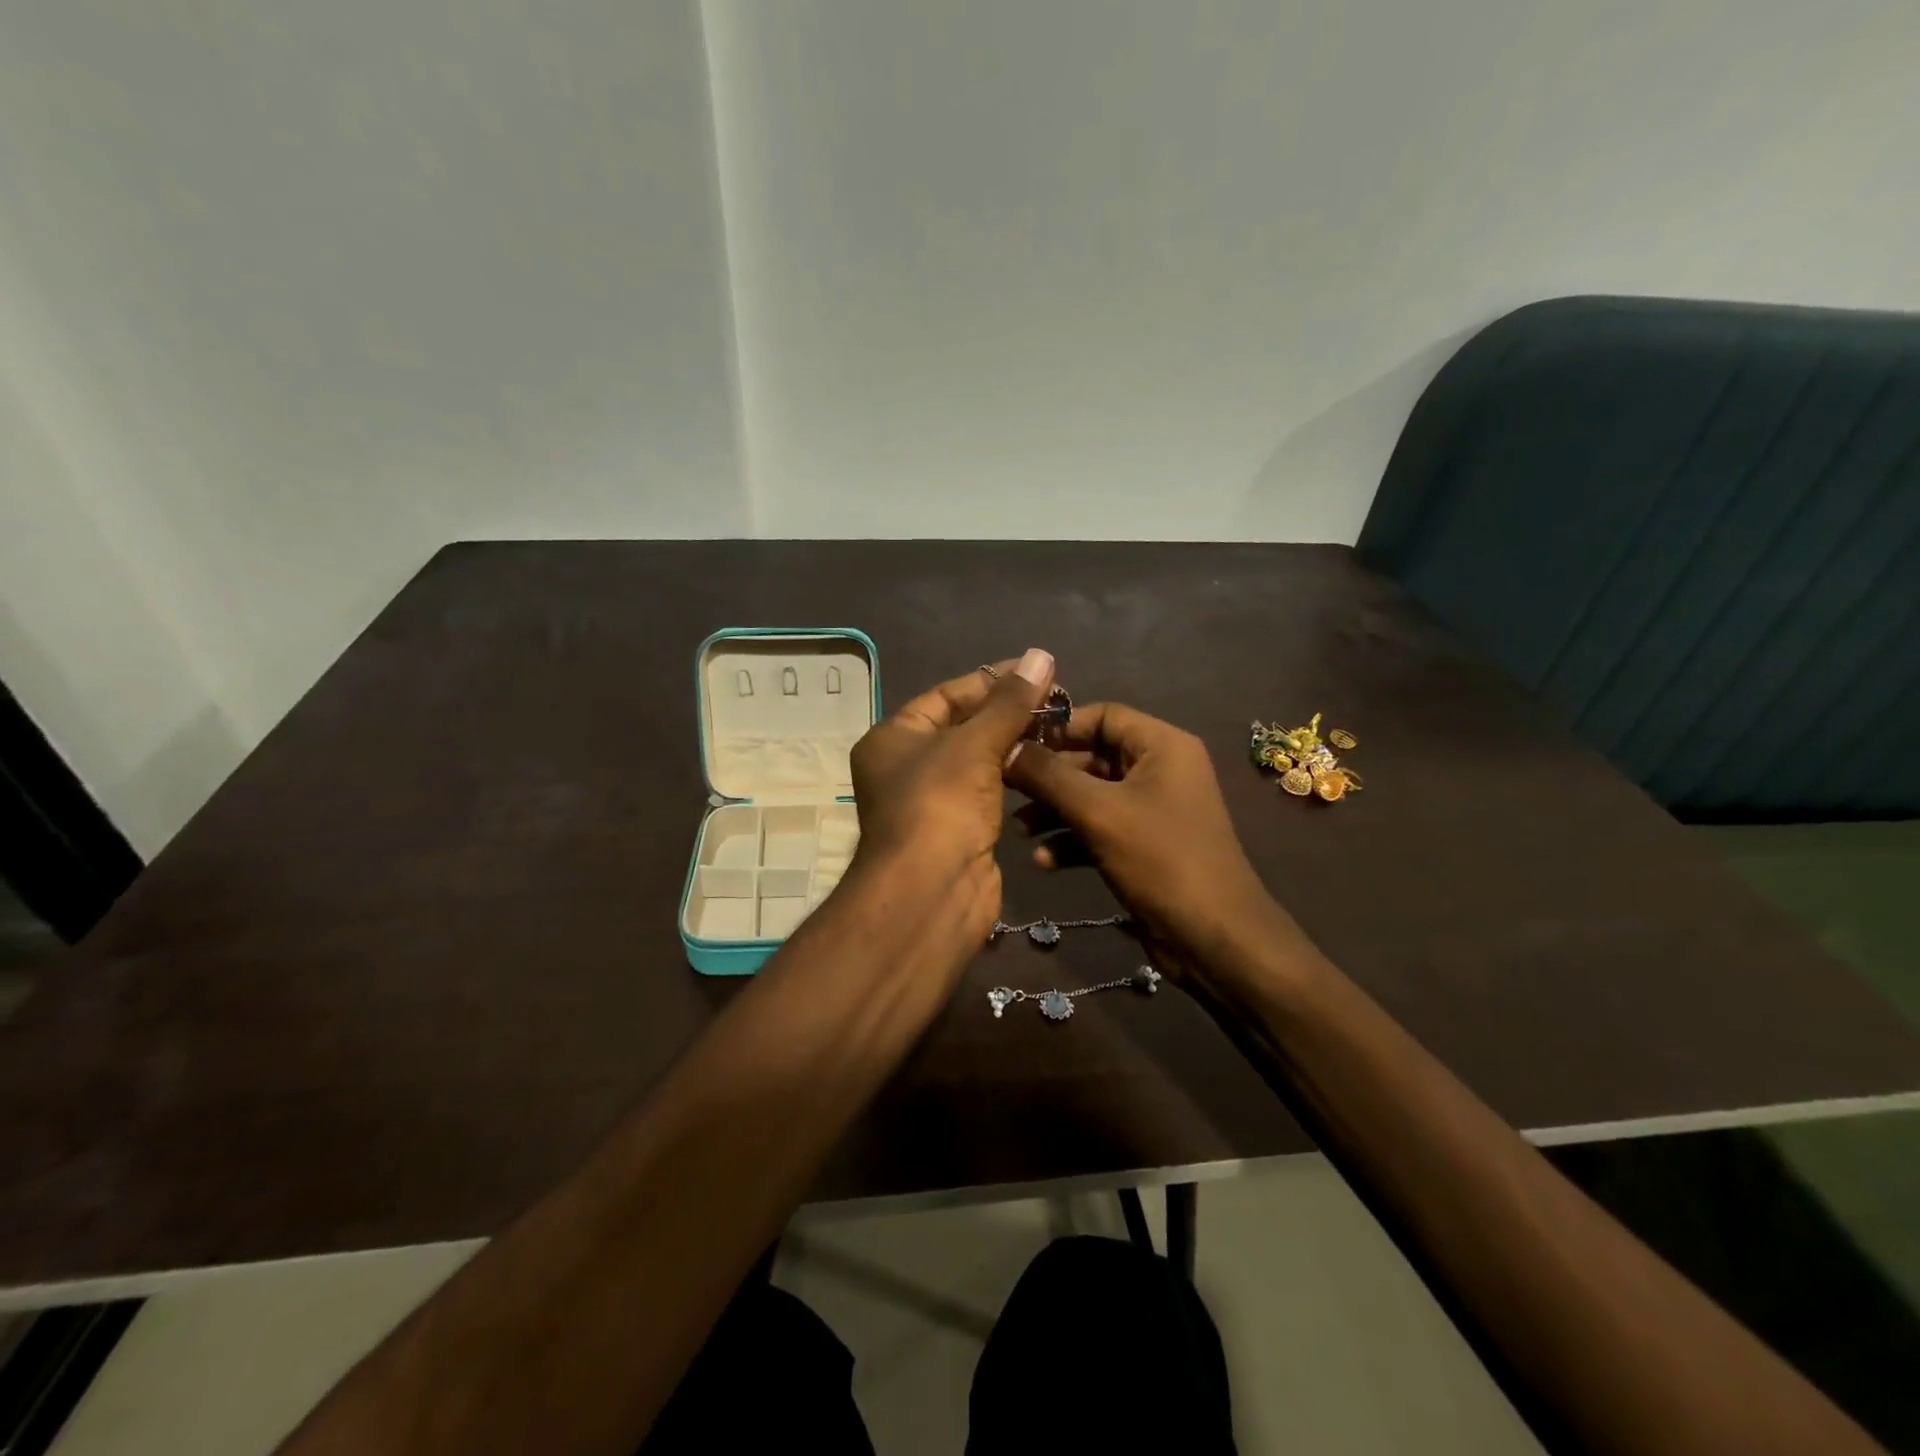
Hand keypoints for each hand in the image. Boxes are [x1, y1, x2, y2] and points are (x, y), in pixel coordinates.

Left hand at [847, 649, 1055, 944]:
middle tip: (1056, 698)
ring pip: (978, 761)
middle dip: (1007, 711)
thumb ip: (1009, 702)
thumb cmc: (940, 805)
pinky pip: (989, 791)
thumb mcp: (974, 744)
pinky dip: (1014, 776)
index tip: (1034, 670)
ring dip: (1014, 743)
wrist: (932, 892)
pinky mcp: (959, 829)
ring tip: (1059, 726)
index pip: (945, 696)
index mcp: (893, 738)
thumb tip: (1040, 655)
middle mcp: (906, 766)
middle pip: (963, 726)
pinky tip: (1048, 764)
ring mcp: (932, 801)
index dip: (990, 680)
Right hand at [1004, 702, 1284, 980]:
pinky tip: (1044, 861)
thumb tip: (1005, 747)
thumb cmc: (1160, 859)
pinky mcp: (1143, 846)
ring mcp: (1152, 810)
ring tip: (1020, 830)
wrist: (1213, 939)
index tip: (1014, 744)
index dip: (1058, 727)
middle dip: (1049, 776)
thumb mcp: (1098, 812)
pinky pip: (1099, 829)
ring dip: (1054, 811)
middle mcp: (1159, 770)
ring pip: (1091, 796)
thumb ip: (1048, 776)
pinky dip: (1072, 840)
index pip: (1102, 715)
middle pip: (1092, 757)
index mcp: (1161, 746)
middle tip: (1006, 789)